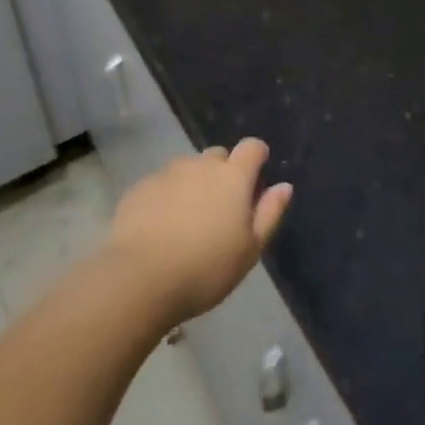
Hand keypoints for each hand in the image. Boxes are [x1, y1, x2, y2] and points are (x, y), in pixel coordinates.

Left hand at [106, 139, 292, 322]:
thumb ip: (270, 213)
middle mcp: (201, 165)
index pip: (252, 147)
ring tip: (189, 220)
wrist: (140, 278)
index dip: (257, 156)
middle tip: (222, 208)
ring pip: (188, 168)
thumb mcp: (250, 249)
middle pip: (218, 156)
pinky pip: (162, 183)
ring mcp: (168, 172)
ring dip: (194, 184)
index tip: (256, 177)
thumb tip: (284, 186)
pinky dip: (167, 196)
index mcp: (233, 176)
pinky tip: (161, 226)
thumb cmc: (206, 268)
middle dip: (224, 172)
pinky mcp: (141, 187)